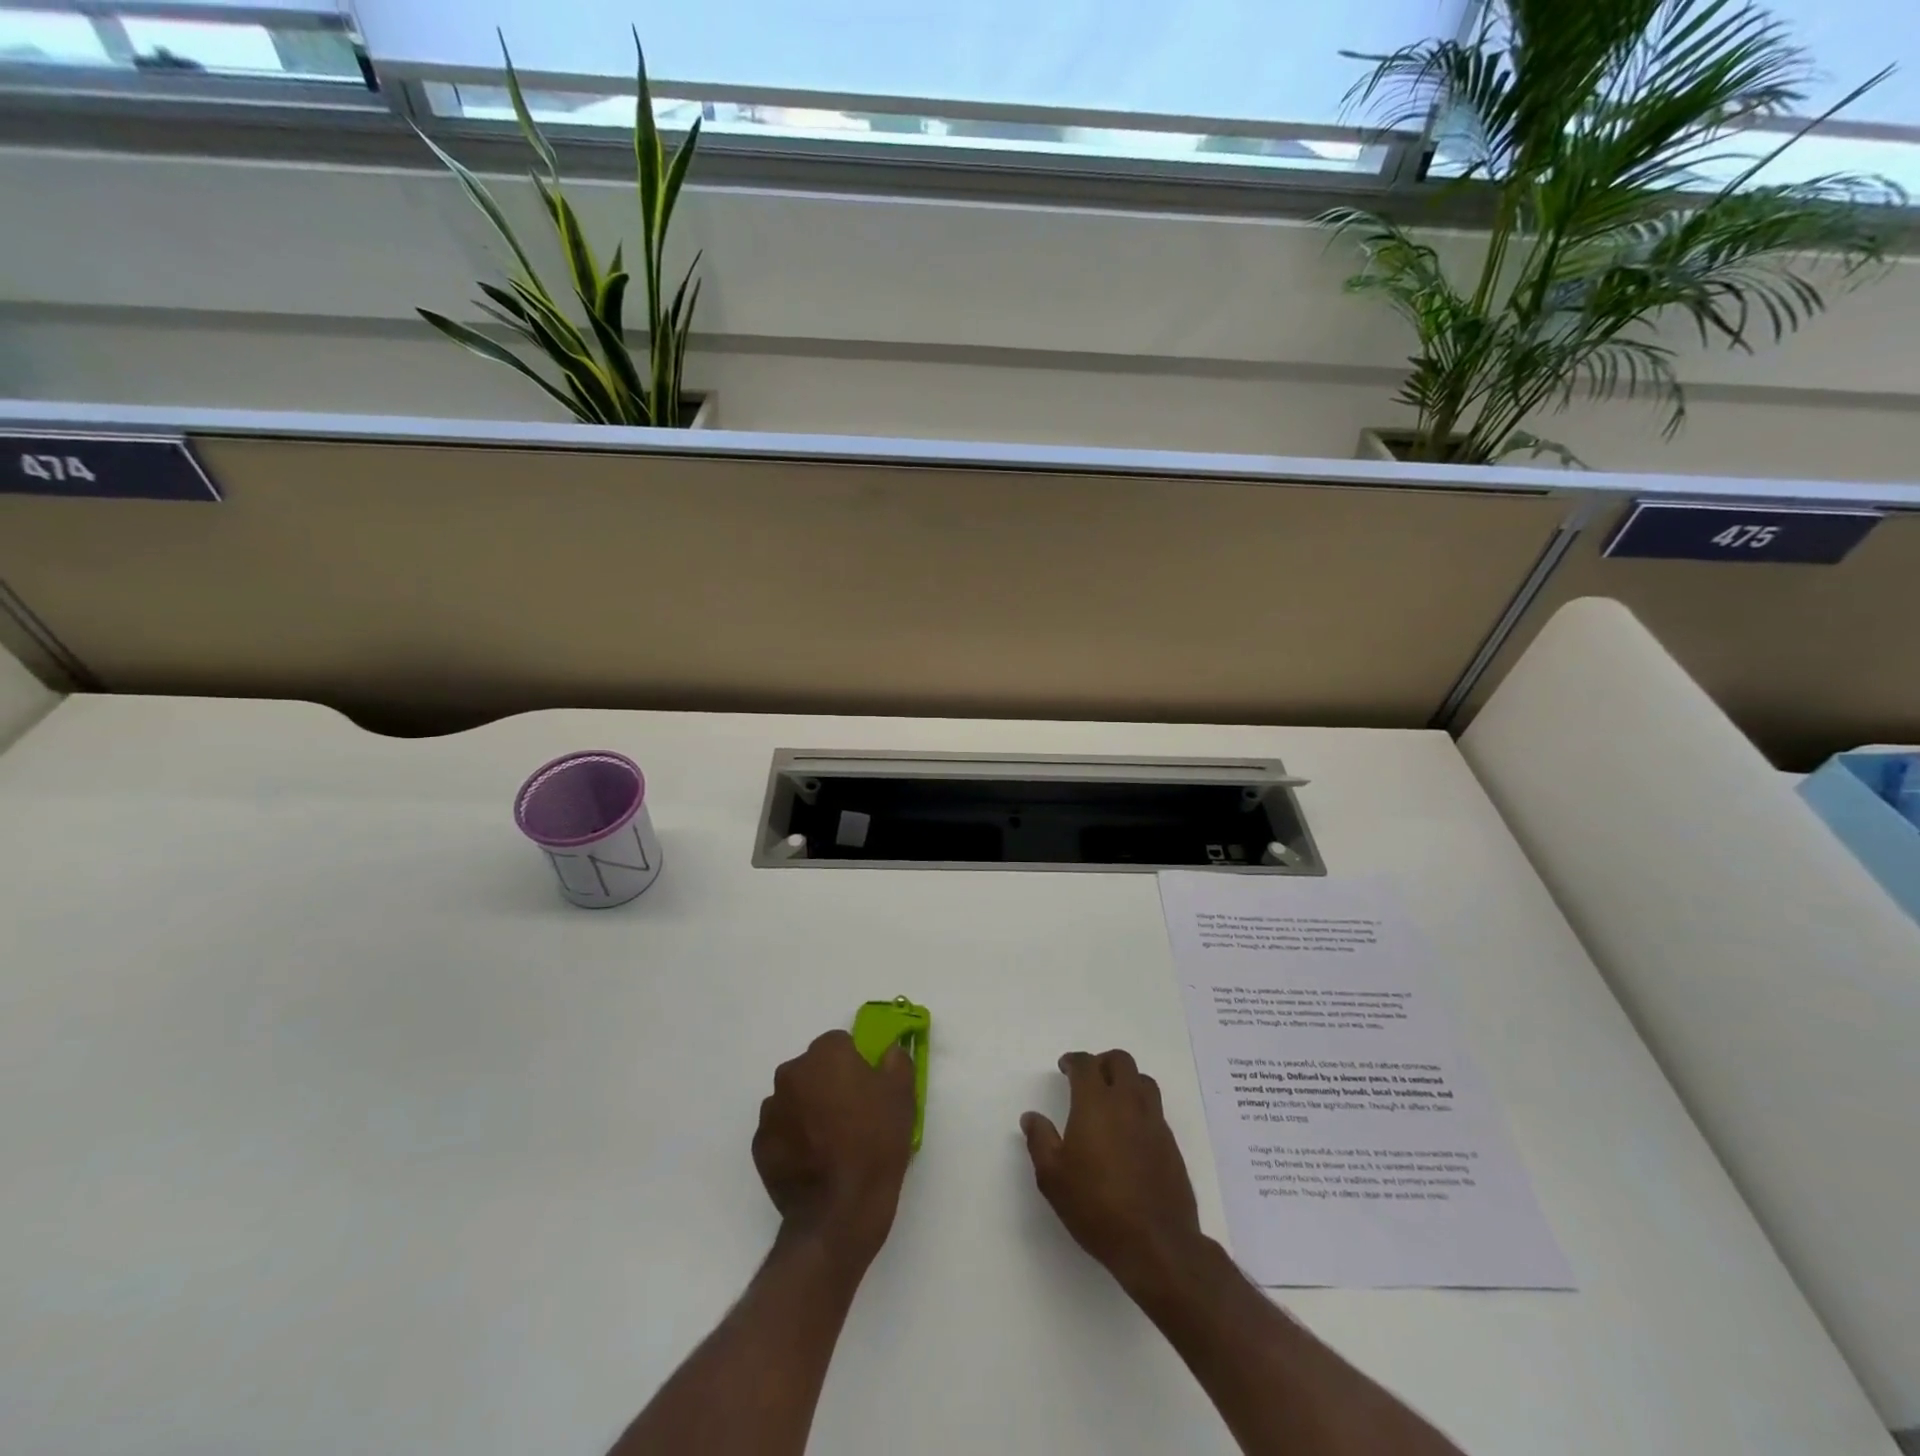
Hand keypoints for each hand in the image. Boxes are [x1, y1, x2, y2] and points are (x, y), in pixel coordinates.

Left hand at [753, 1030, 915, 1268]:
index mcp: (825, 1054)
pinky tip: (814, 1162)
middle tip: (852, 1116)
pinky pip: (781, 1130)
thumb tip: (888, 1053)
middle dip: (829, 1084)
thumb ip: (896, 1061)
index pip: (840, 1044)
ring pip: (795, 1098)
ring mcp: (771, 1110)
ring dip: (809, 1110)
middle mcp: (791, 1073)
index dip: (856, 1064)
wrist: (839, 1213)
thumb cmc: (875, 1145)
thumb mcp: (902, 1096)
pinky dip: (794, 1138)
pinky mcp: (760, 1145)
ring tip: (832, 1144)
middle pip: (814, 1069)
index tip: (868, 1090)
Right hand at [1021, 1049, 1204, 1291]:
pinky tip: (1130, 1132)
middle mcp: (1128, 1102)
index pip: (1086, 1064)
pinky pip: (1155, 1109)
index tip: (1065, 1068)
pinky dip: (1140, 1107)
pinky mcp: (1171, 1144)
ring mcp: (1154, 1122)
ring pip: (1143, 1081)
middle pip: (1121, 1061)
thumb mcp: (1053, 1177)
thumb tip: (1031, 1117)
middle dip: (1102, 1062)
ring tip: (1112, 1100)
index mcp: (1096, 1103)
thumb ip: (1040, 1140)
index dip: (1073, 1061)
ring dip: (1126, 1080)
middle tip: (1088, 1079)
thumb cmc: (1096, 1206)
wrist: (1156, 1243)